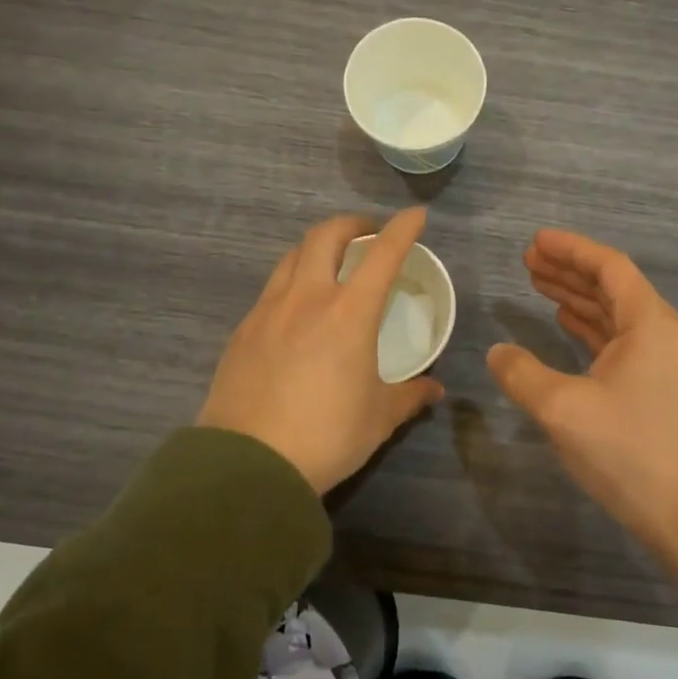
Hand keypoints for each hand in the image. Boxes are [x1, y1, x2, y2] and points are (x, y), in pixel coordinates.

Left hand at [198, 208, 443, 494]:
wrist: (248, 464)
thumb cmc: (326, 436)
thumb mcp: (378, 418)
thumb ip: (409, 396)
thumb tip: (434, 389)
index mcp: (350, 313)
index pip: (382, 254)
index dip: (402, 228)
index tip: (416, 214)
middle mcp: (308, 298)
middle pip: (325, 235)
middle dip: (351, 224)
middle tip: (366, 235)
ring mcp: (269, 310)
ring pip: (292, 256)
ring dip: (316, 248)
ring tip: (330, 265)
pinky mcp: (243, 330)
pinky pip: (271, 288)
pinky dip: (292, 281)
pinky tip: (297, 309)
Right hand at [487, 229, 677, 559]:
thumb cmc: (631, 453)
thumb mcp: (564, 410)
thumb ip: (523, 375)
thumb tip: (497, 352)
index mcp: (650, 324)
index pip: (609, 268)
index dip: (571, 249)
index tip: (535, 241)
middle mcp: (663, 335)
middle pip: (613, 287)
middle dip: (570, 271)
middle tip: (528, 260)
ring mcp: (665, 364)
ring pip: (615, 316)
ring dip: (578, 299)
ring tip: (538, 285)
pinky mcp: (660, 390)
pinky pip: (620, 343)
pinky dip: (590, 330)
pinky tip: (565, 326)